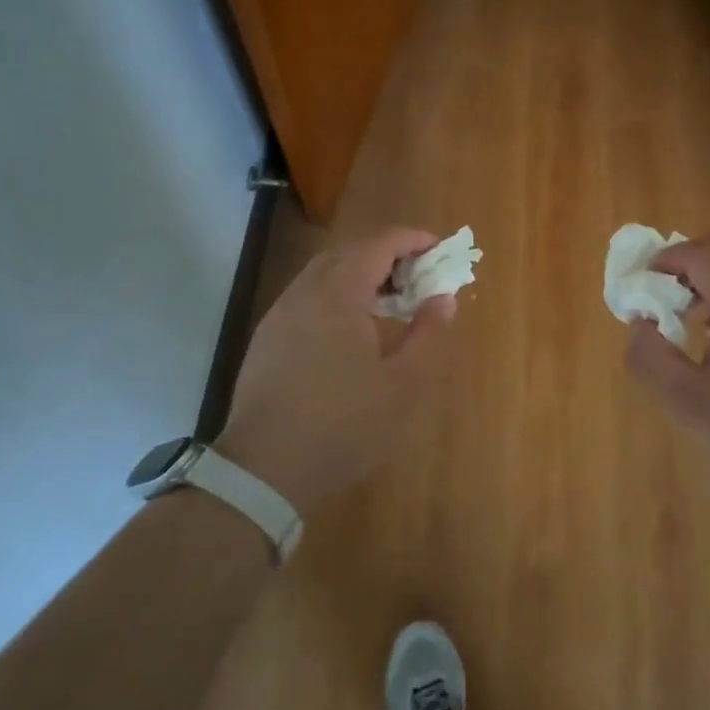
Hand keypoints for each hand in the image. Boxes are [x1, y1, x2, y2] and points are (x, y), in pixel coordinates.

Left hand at [219, 227, 455, 515]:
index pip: (379, 244)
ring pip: (324, 273)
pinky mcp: (267, 337)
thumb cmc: (343, 424)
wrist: (264, 469)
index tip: (440, 249)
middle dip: (388, 254)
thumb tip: (444, 299)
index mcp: (339, 293)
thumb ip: (428, 335)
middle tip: (419, 276)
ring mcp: (281, 314)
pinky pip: (308, 296)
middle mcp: (305, 291)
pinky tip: (350, 328)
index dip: (412, 240)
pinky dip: (337, 294)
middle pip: (350, 252)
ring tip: (390, 301)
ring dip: (360, 273)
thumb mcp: (402, 385)